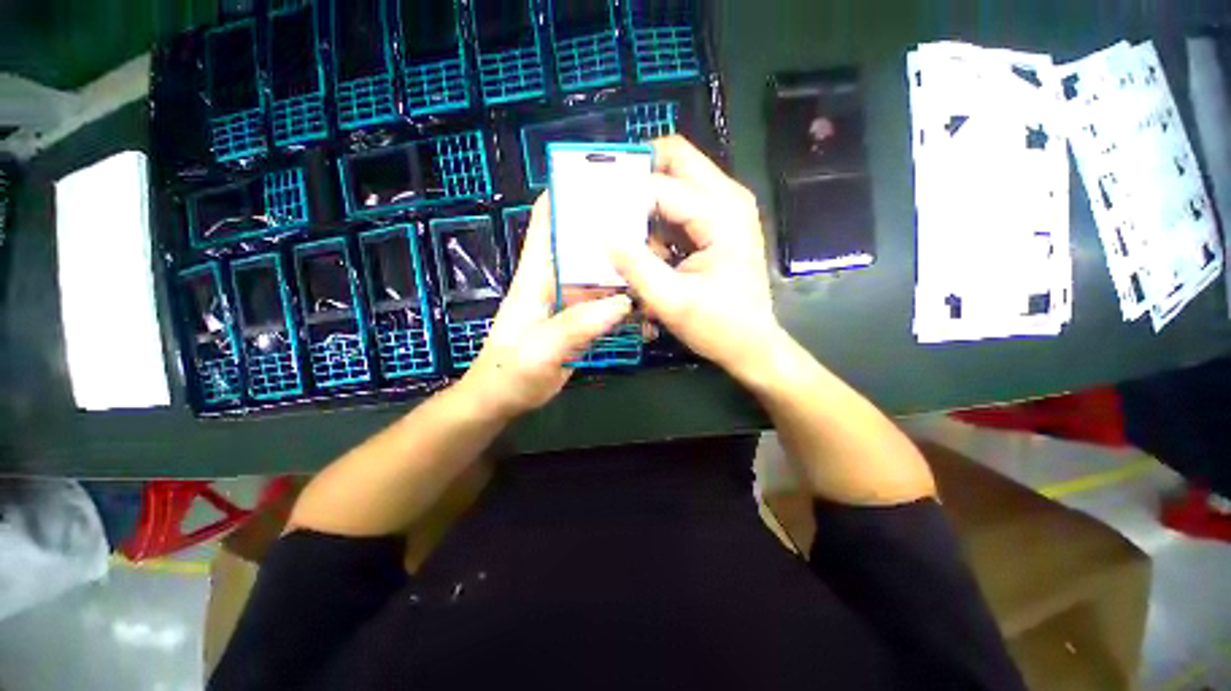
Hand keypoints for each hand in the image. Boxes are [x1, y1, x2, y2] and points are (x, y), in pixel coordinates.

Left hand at [458, 194, 631, 419]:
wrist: (504, 398)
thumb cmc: (510, 371)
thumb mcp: (540, 350)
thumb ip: (577, 326)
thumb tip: (622, 303)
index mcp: (537, 274)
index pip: (548, 221)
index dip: (568, 193)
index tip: (603, 179)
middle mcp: (556, 280)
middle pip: (586, 244)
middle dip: (614, 232)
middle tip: (653, 226)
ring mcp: (571, 301)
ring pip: (602, 274)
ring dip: (626, 270)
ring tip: (659, 265)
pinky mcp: (581, 321)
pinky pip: (607, 304)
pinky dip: (626, 303)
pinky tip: (647, 309)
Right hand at [610, 136, 783, 378]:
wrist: (751, 345)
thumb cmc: (718, 326)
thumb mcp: (671, 301)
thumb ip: (635, 266)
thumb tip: (601, 234)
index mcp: (720, 213)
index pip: (659, 186)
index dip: (622, 197)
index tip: (593, 214)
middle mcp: (728, 197)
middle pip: (675, 159)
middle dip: (637, 176)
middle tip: (608, 205)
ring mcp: (726, 208)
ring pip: (676, 179)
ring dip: (648, 202)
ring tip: (628, 238)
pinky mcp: (720, 223)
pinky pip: (681, 204)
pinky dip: (659, 219)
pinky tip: (650, 251)